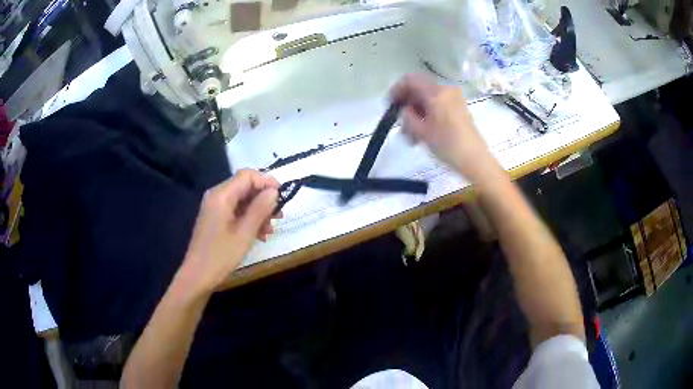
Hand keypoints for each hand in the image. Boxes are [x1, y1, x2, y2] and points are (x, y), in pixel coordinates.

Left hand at [176, 169, 279, 295]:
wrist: (198, 276)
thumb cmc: (220, 255)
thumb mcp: (245, 233)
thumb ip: (260, 209)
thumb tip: (274, 191)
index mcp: (221, 195)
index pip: (247, 175)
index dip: (266, 181)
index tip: (283, 196)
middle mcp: (217, 196)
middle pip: (245, 187)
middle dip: (264, 199)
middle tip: (279, 216)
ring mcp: (215, 208)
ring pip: (242, 200)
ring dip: (258, 212)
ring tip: (270, 230)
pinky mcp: (216, 219)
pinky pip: (236, 211)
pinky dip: (249, 219)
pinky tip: (260, 235)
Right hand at [390, 74, 501, 181]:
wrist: (475, 159)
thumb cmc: (447, 145)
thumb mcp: (421, 132)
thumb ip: (407, 117)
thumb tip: (404, 110)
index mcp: (436, 93)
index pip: (410, 80)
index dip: (396, 90)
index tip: (390, 106)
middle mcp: (446, 90)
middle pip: (419, 88)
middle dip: (407, 103)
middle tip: (400, 122)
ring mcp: (454, 98)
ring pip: (428, 98)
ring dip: (416, 111)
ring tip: (411, 134)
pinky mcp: (459, 108)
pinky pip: (438, 104)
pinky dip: (428, 113)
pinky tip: (423, 132)